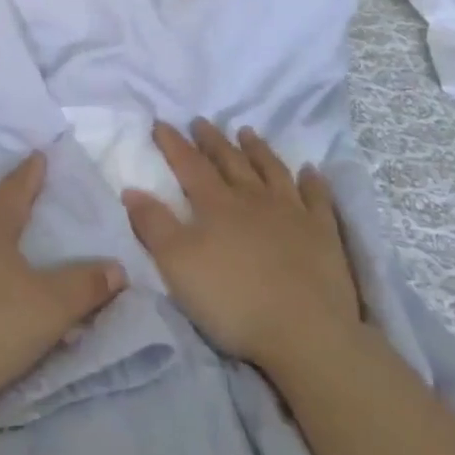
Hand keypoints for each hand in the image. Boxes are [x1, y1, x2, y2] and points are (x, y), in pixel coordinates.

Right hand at [125, 120, 368, 380]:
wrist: (305, 332)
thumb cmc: (233, 300)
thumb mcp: (177, 265)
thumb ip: (154, 225)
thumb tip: (131, 189)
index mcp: (216, 205)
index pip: (190, 165)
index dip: (173, 143)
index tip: (161, 123)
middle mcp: (254, 199)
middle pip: (230, 161)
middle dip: (212, 141)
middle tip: (201, 121)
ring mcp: (293, 213)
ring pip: (272, 171)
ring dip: (258, 150)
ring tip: (247, 132)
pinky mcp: (323, 234)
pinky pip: (317, 198)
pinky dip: (312, 181)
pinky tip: (310, 170)